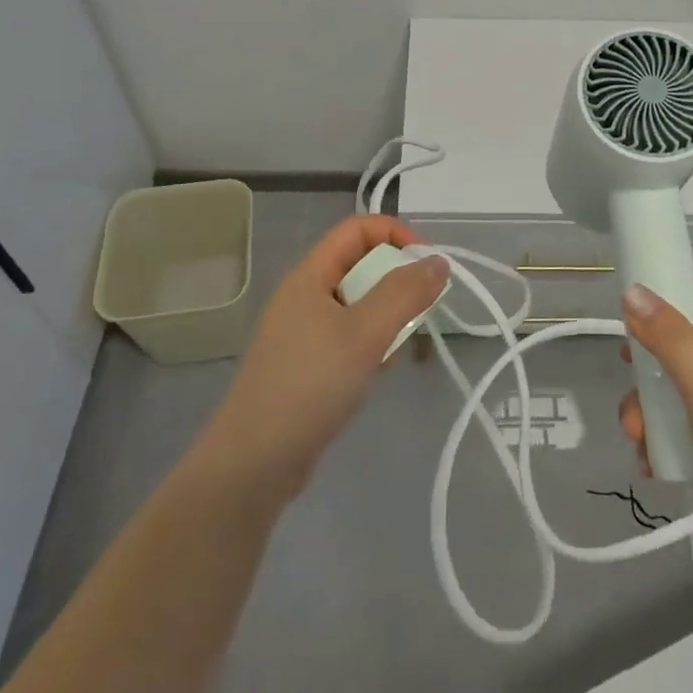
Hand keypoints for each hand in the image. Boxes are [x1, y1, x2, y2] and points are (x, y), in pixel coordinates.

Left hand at [202, 216, 448, 501]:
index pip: (357, 229)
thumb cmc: (309, 386)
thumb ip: (404, 293)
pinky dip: (370, 345)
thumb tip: (438, 261)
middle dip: (396, 281)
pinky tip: (376, 374)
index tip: (428, 266)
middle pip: (360, 265)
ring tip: (396, 350)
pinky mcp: (307, 365)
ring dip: (386, 318)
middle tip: (420, 312)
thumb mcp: (364, 334)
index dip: (396, 235)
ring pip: (358, 304)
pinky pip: (349, 337)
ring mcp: (303, 332)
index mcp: (310, 275)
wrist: (254, 464)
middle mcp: (304, 296)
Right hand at [618, 284, 692, 563]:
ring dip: (653, 414)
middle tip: (633, 396)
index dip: (667, 303)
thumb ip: (668, 336)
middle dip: (649, 375)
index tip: (631, 325)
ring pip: (680, 390)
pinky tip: (654, 463)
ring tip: (640, 443)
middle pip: (684, 347)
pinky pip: (690, 426)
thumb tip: (633, 291)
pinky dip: (668, 440)